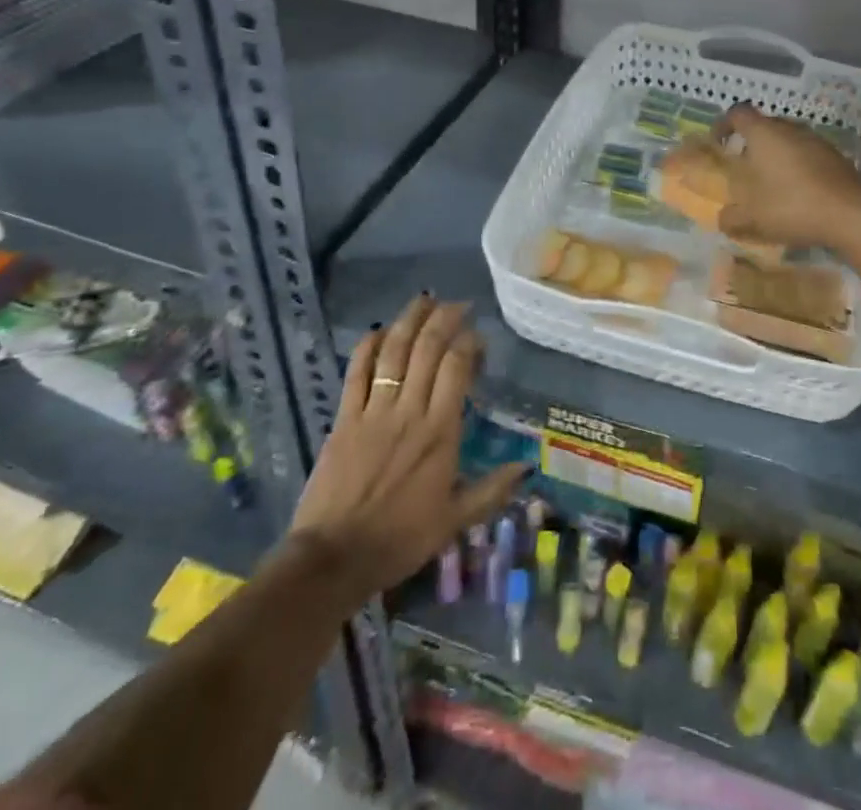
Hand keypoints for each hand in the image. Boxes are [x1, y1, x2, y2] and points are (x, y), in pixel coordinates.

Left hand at [288, 296, 525, 595]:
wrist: (333, 559)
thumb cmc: (400, 539)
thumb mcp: (454, 520)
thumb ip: (492, 490)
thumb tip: (526, 468)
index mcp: (440, 430)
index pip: (457, 367)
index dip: (469, 342)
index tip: (478, 336)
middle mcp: (409, 410)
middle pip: (427, 348)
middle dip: (444, 318)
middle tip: (457, 304)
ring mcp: (373, 411)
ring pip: (393, 352)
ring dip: (409, 321)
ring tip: (424, 300)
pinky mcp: (344, 418)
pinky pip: (356, 373)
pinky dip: (367, 347)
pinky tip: (377, 331)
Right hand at [715, 103, 860, 252]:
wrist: (852, 215)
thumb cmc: (792, 207)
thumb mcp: (751, 218)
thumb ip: (731, 217)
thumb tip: (723, 218)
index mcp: (764, 134)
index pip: (737, 113)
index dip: (723, 124)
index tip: (718, 143)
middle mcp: (790, 129)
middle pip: (764, 125)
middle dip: (750, 143)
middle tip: (743, 168)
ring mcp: (817, 140)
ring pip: (788, 140)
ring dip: (776, 156)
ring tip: (770, 184)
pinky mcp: (836, 156)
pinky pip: (808, 154)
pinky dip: (798, 167)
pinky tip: (798, 194)